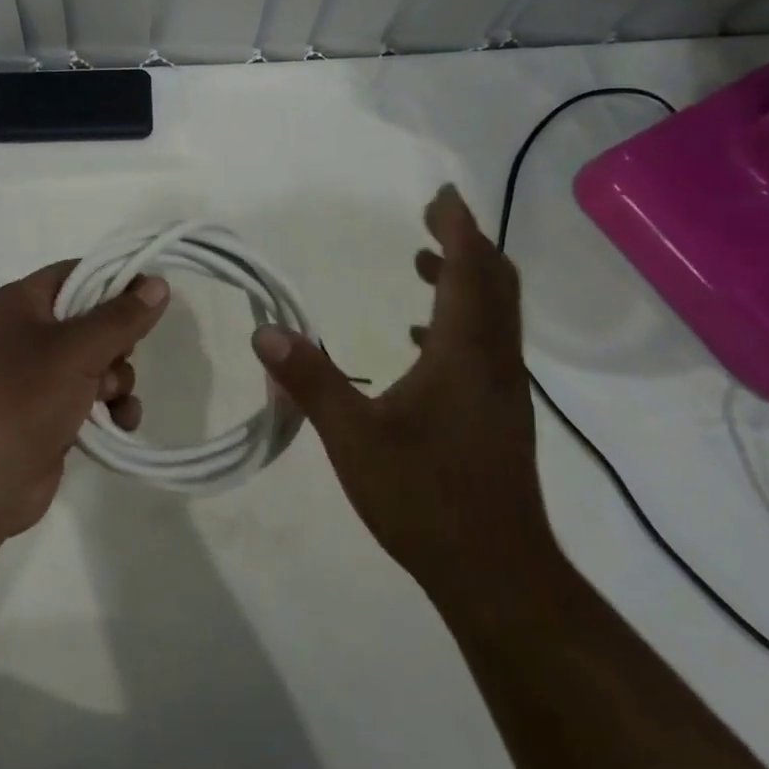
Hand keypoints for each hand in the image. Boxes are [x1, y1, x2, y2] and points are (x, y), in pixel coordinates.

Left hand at [0, 261, 169, 537]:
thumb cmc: (19, 396)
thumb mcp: (76, 349)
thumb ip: (121, 317)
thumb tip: (158, 283)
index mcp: (21, 303)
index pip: (76, 274)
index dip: (115, 281)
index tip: (153, 296)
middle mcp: (25, 334)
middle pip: (91, 320)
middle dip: (117, 341)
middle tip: (123, 355)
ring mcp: (35, 379)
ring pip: (96, 363)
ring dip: (117, 379)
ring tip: (112, 400)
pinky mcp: (46, 417)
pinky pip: (89, 400)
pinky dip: (110, 408)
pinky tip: (122, 423)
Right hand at [251, 185, 551, 592]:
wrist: (497, 573)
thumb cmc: (425, 497)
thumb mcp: (353, 437)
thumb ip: (310, 380)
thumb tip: (265, 331)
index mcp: (465, 354)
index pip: (468, 271)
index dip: (457, 227)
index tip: (441, 195)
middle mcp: (494, 361)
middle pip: (494, 283)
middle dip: (466, 243)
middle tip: (432, 217)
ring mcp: (502, 391)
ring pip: (494, 315)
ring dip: (464, 280)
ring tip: (421, 263)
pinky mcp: (499, 416)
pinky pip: (485, 345)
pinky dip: (458, 321)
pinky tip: (417, 339)